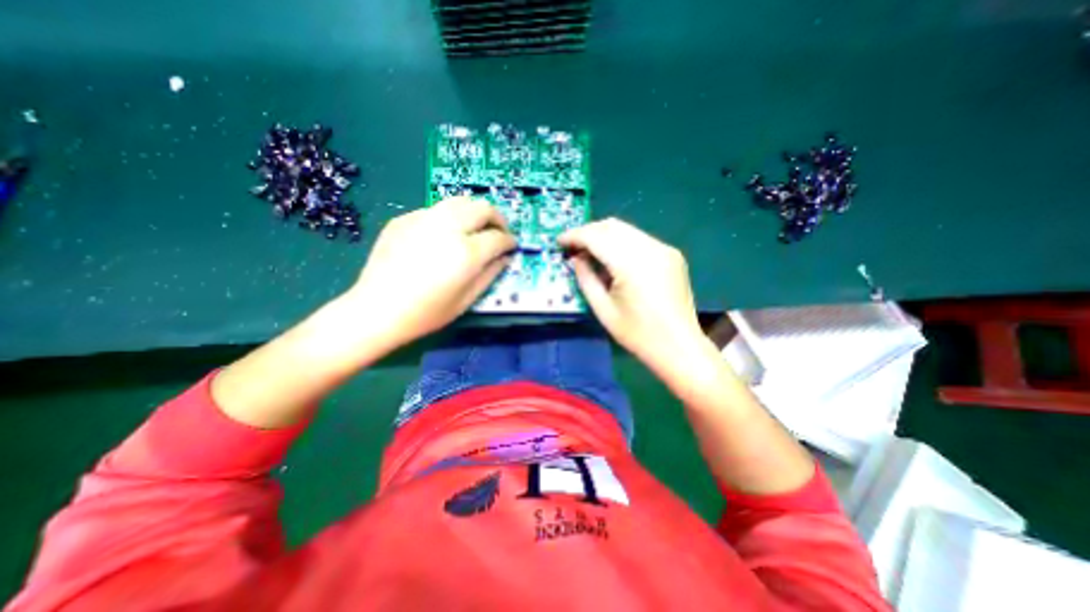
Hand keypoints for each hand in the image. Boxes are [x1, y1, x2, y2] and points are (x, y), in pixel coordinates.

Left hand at [350, 195, 517, 349]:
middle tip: (499, 233)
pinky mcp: (404, 218)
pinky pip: (436, 210)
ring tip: (476, 229)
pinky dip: (449, 218)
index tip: (512, 246)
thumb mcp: (467, 300)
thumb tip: (504, 257)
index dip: (510, 241)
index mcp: (466, 253)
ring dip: (475, 212)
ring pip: (460, 201)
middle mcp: (447, 228)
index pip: (498, 237)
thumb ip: (490, 274)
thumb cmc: (427, 313)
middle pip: (483, 208)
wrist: (377, 310)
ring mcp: (423, 219)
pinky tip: (444, 236)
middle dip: (498, 219)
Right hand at [556, 219, 702, 370]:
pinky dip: (621, 242)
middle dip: (588, 232)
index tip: (559, 241)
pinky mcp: (671, 254)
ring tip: (589, 251)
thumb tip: (575, 258)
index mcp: (632, 264)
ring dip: (604, 235)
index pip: (597, 237)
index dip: (575, 236)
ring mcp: (664, 249)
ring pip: (626, 229)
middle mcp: (650, 248)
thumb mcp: (603, 309)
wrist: (679, 346)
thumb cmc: (638, 334)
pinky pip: (639, 239)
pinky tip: (613, 258)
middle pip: (612, 226)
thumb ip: (586, 279)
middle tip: (573, 246)